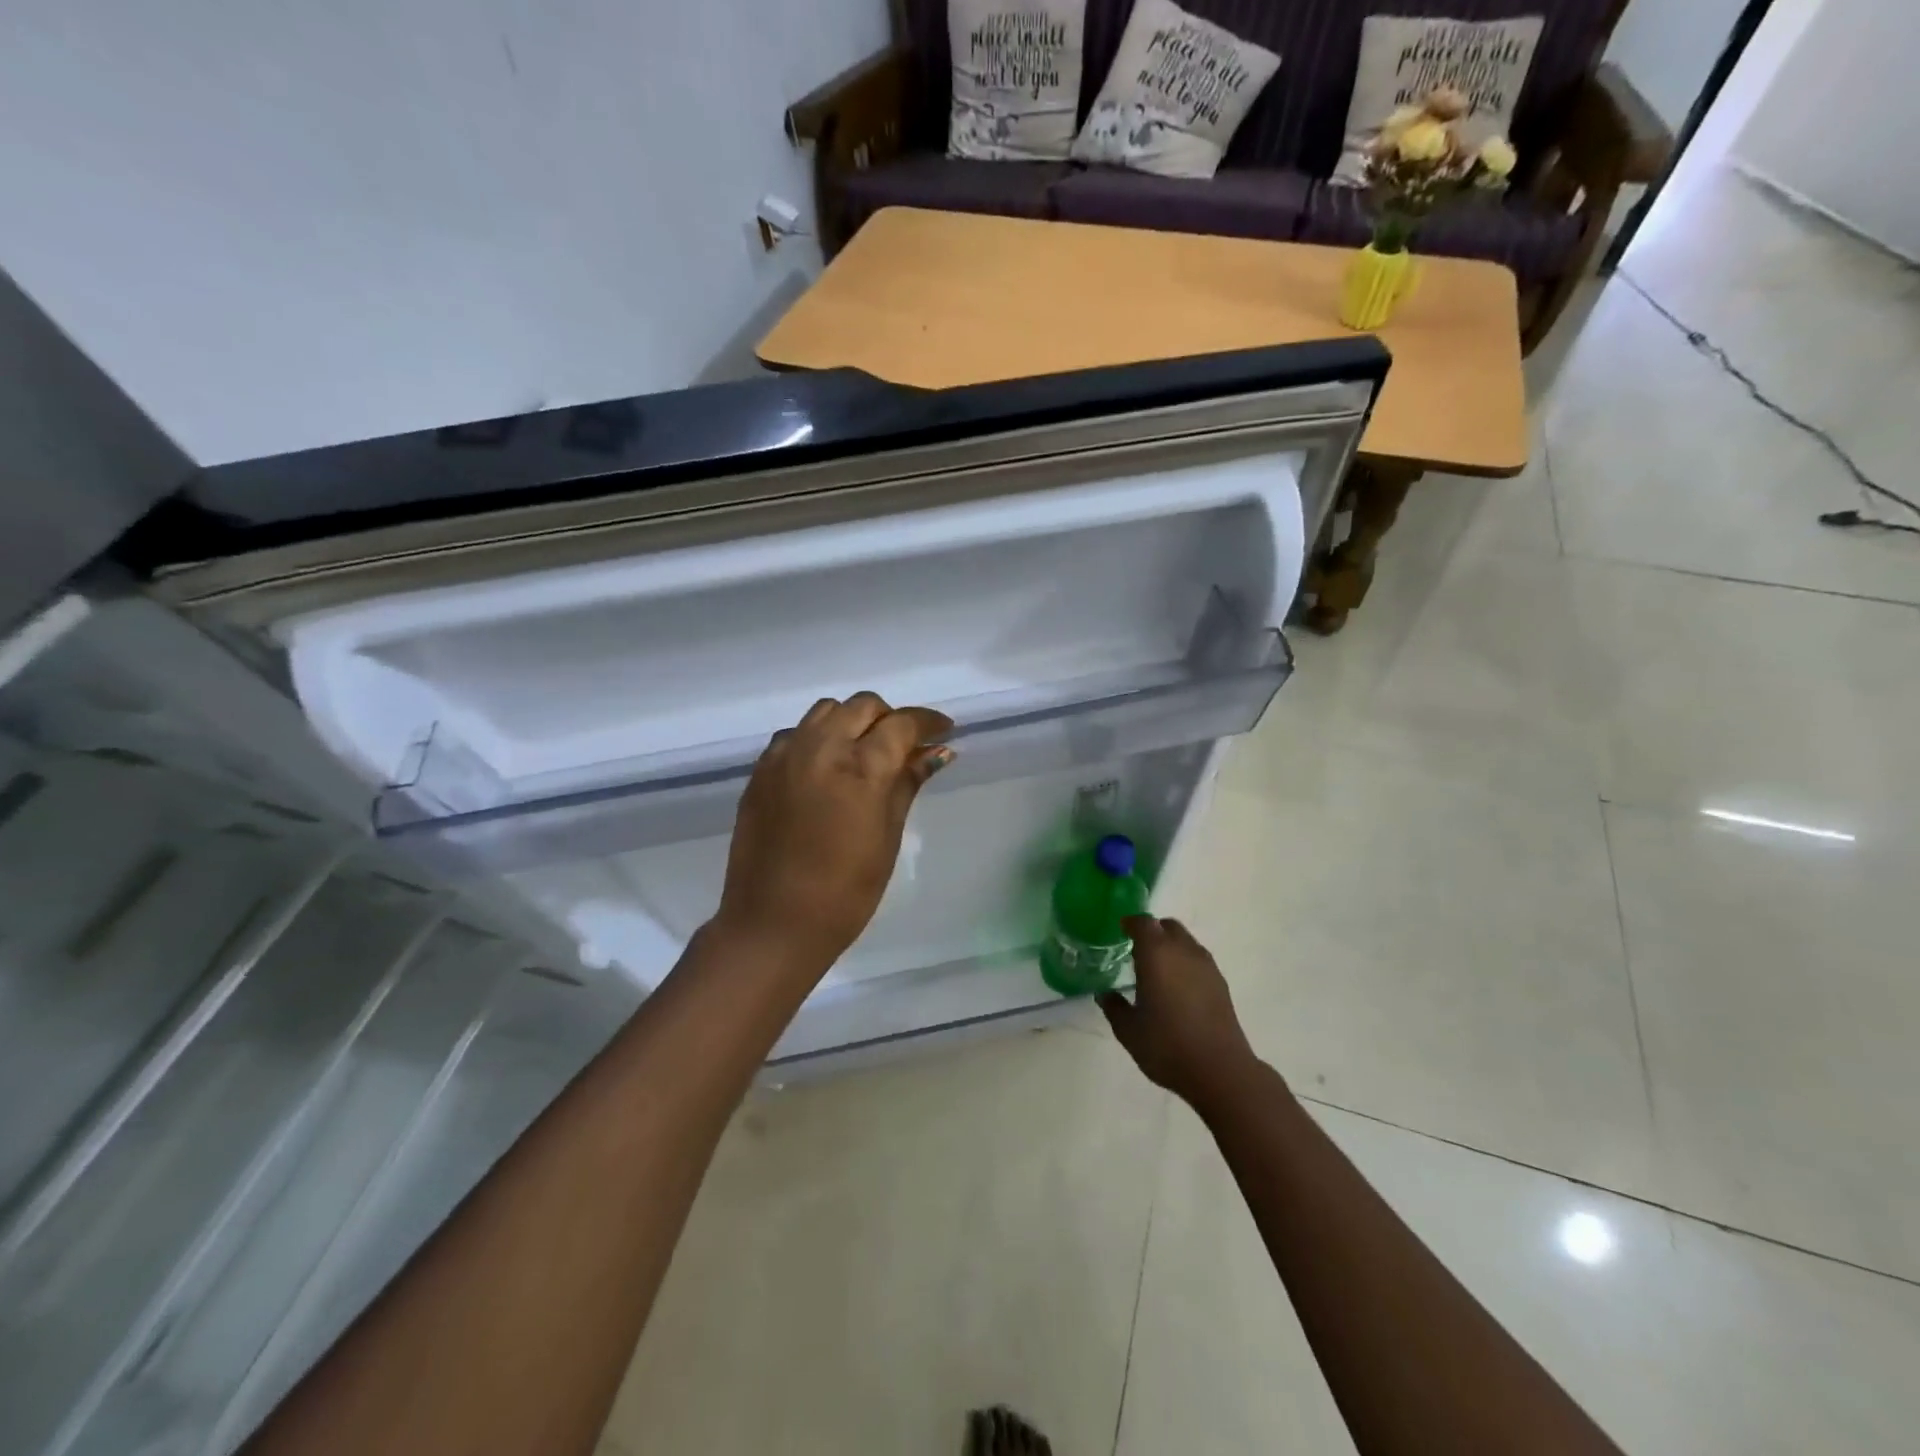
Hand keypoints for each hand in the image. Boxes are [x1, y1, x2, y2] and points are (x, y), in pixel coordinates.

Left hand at [713, 692, 953, 978]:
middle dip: (889, 718)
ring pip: (825, 711)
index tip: (943, 730)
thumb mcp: (887, 837)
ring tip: (862, 752)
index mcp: (861, 768)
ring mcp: (785, 755)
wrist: (773, 923)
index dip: (927, 722)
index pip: (901, 724)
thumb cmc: (845, 892)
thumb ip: (908, 784)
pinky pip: (795, 733)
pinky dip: (817, 737)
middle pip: (862, 706)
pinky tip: (824, 768)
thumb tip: (937, 751)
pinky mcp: (761, 770)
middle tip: (903, 746)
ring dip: (851, 721)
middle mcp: (820, 748)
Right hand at [1099, 916, 1260, 1110]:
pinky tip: (1178, 988)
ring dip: (1171, 947)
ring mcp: (1206, 965)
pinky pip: (1198, 960)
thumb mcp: (1128, 1030)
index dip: (1130, 923)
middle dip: (1152, 932)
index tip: (1121, 930)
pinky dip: (1185, 963)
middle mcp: (1183, 951)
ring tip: (1158, 970)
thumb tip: (1104, 994)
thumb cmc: (1167, 1045)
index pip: (1143, 923)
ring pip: (1186, 941)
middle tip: (1137, 950)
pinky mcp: (1220, 983)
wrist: (1220, 1070)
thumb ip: (1114, 1007)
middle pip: (1167, 926)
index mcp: (1156, 954)